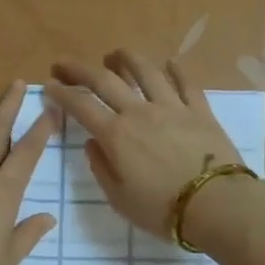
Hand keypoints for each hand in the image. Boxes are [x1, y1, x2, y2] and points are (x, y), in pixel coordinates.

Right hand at [46, 49, 246, 240]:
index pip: (81, 106)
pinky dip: (176, 70)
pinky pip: (186, 83)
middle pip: (105, 80)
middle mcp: (140, 112)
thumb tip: (94, 143)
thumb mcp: (119, 198)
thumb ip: (102, 168)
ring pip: (146, 71)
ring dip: (126, 58)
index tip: (49, 85)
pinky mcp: (200, 110)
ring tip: (115, 54)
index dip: (62, 93)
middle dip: (80, 69)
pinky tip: (170, 63)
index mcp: (116, 135)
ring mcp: (172, 107)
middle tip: (65, 63)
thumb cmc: (161, 209)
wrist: (215, 204)